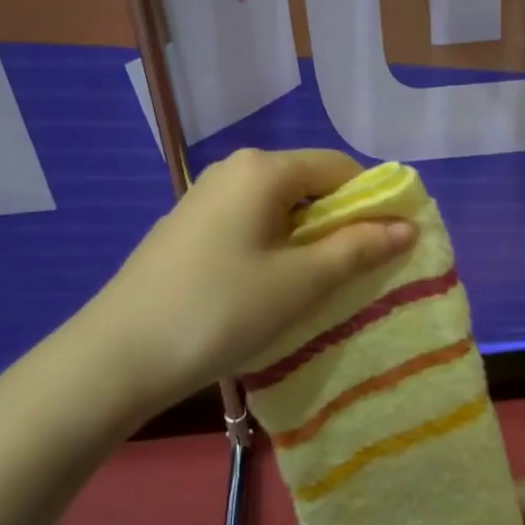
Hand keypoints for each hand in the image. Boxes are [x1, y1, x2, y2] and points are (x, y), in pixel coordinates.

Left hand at [74, 148, 416, 418]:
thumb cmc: (221, 310)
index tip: (385, 248)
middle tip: (351, 276)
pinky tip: (265, 290)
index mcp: (263, 169)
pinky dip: (273, 249)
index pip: (340, 168)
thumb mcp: (301, 282)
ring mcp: (204, 197)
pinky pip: (249, 225)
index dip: (371, 203)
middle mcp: (233, 170)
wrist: (117, 357)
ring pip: (279, 208)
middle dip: (338, 225)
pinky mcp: (187, 228)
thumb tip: (407, 226)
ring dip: (306, 242)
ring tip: (311, 289)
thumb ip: (358, 248)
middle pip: (309, 185)